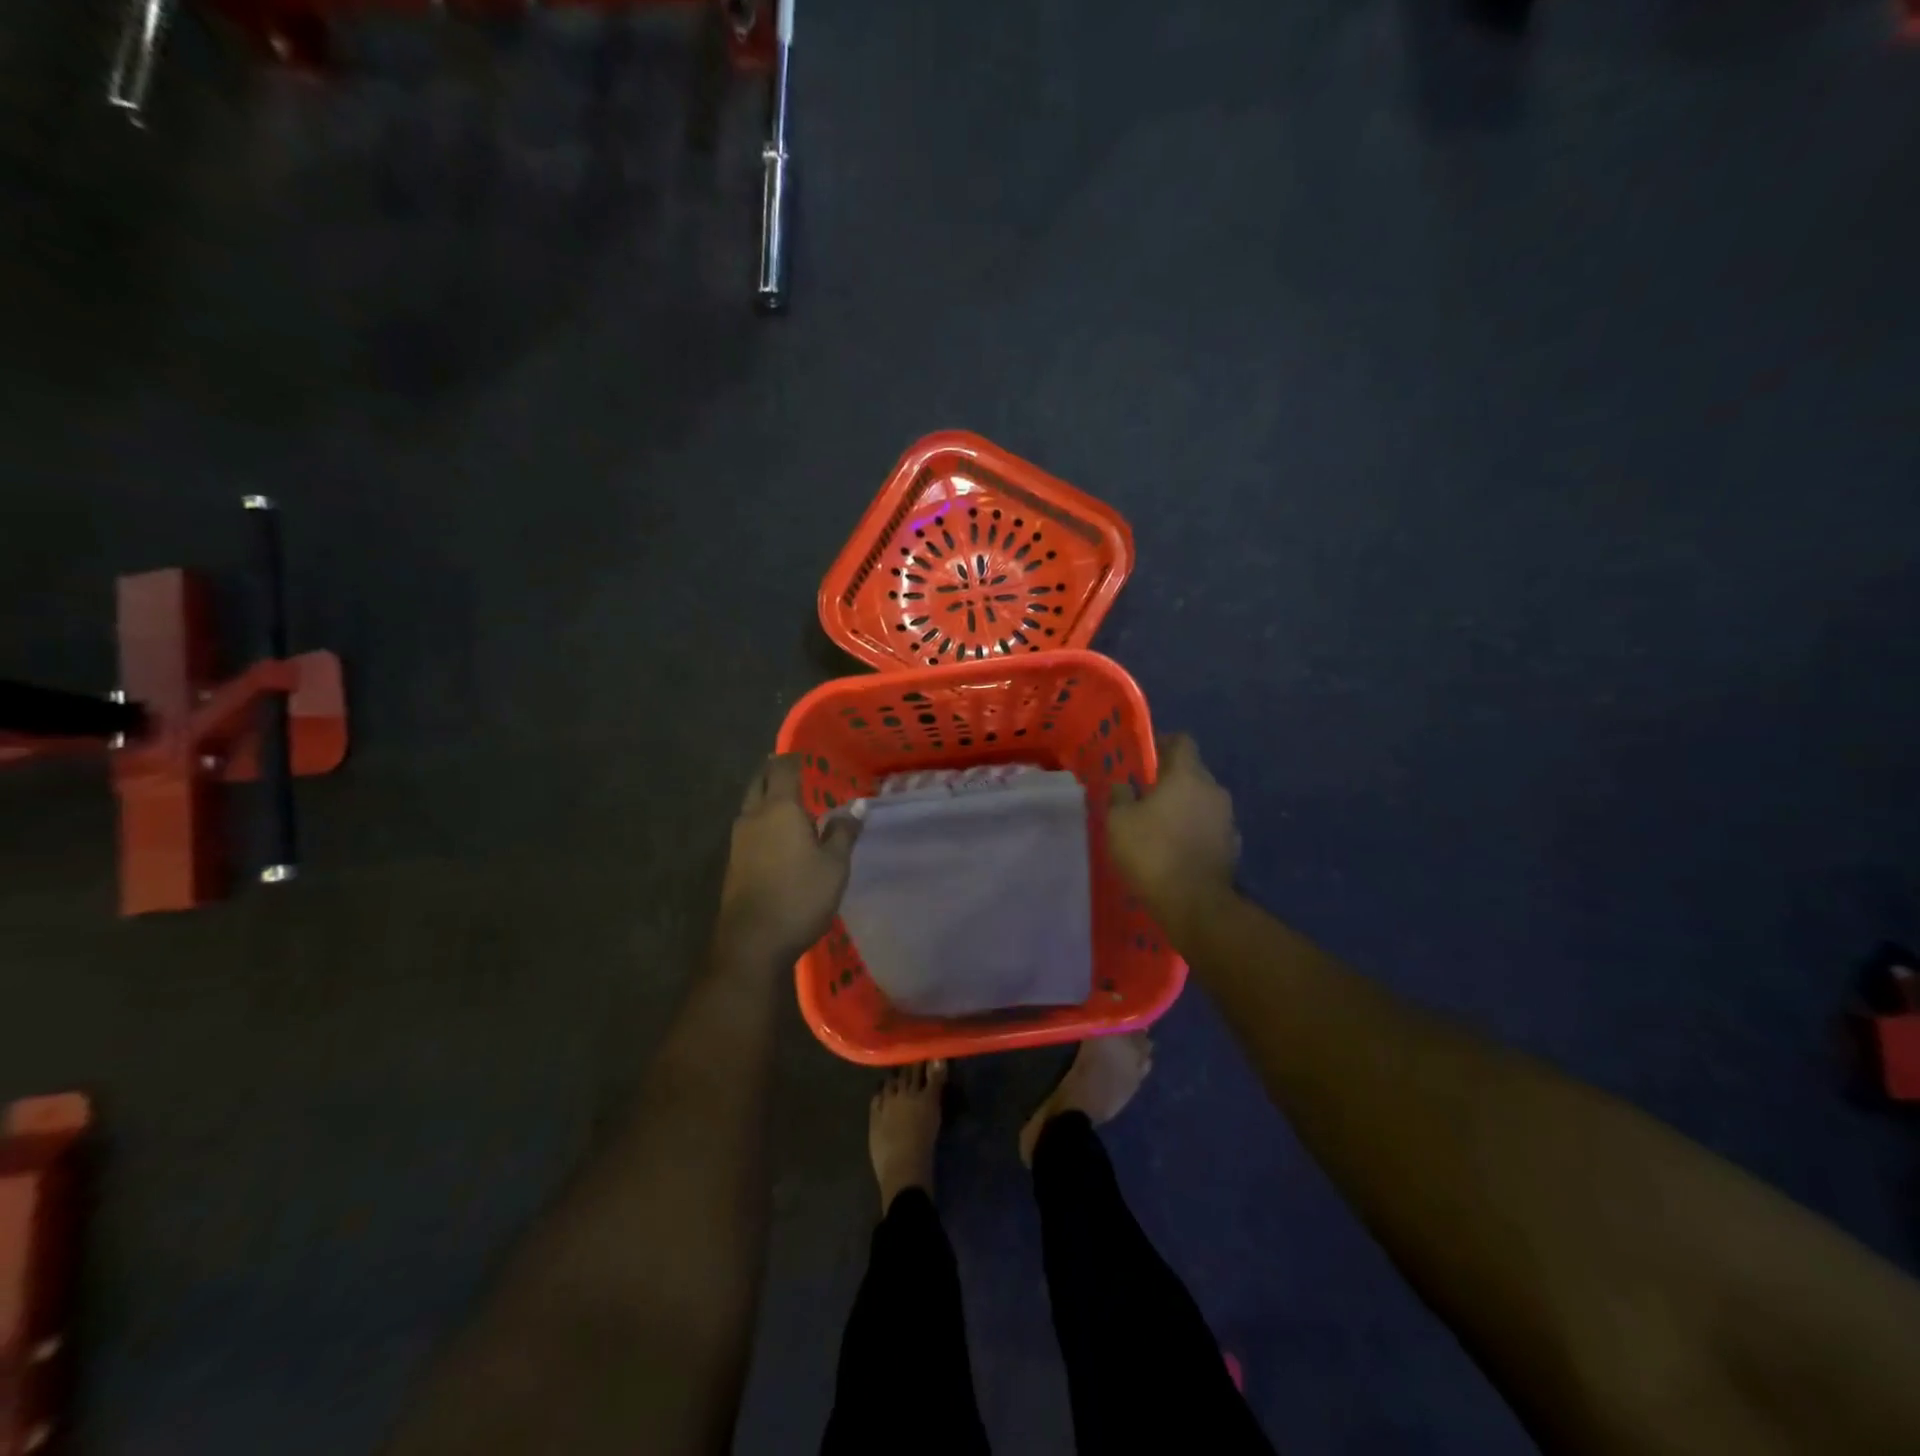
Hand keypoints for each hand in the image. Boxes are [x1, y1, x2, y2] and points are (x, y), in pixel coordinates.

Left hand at [718, 754, 859, 965]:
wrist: (752, 941)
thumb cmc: (800, 896)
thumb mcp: (834, 865)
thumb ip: (843, 832)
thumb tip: (855, 807)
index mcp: (780, 809)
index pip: (784, 769)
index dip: (794, 758)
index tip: (805, 754)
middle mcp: (754, 816)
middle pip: (760, 782)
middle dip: (774, 771)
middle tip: (793, 769)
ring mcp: (739, 840)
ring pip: (751, 804)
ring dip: (766, 796)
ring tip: (789, 800)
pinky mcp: (734, 861)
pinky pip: (749, 827)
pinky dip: (762, 819)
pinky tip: (777, 833)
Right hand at [1108, 733, 1238, 923]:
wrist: (1194, 903)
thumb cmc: (1152, 853)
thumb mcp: (1119, 821)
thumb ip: (1119, 796)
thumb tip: (1122, 785)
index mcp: (1187, 775)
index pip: (1182, 741)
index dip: (1163, 743)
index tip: (1145, 757)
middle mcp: (1213, 790)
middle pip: (1193, 771)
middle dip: (1171, 778)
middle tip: (1145, 793)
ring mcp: (1227, 818)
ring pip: (1202, 800)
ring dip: (1184, 805)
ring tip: (1159, 823)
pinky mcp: (1232, 845)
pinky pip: (1210, 826)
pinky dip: (1194, 829)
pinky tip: (1177, 847)